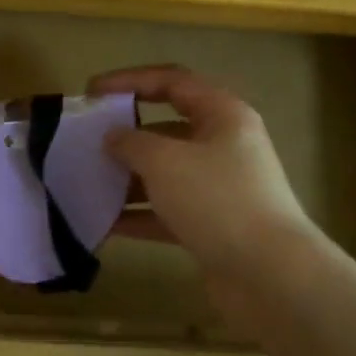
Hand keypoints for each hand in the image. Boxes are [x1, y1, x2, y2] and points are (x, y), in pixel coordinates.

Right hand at [88, 64, 319, 295]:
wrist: (269, 275)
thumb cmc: (217, 200)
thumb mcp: (165, 162)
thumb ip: (132, 143)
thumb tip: (113, 137)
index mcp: (222, 115)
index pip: (172, 82)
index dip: (130, 81)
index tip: (92, 92)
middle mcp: (224, 145)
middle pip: (167, 128)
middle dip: (126, 134)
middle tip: (86, 141)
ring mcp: (220, 188)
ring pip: (166, 173)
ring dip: (128, 177)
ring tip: (87, 182)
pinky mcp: (213, 226)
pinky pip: (168, 210)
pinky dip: (139, 214)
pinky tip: (104, 222)